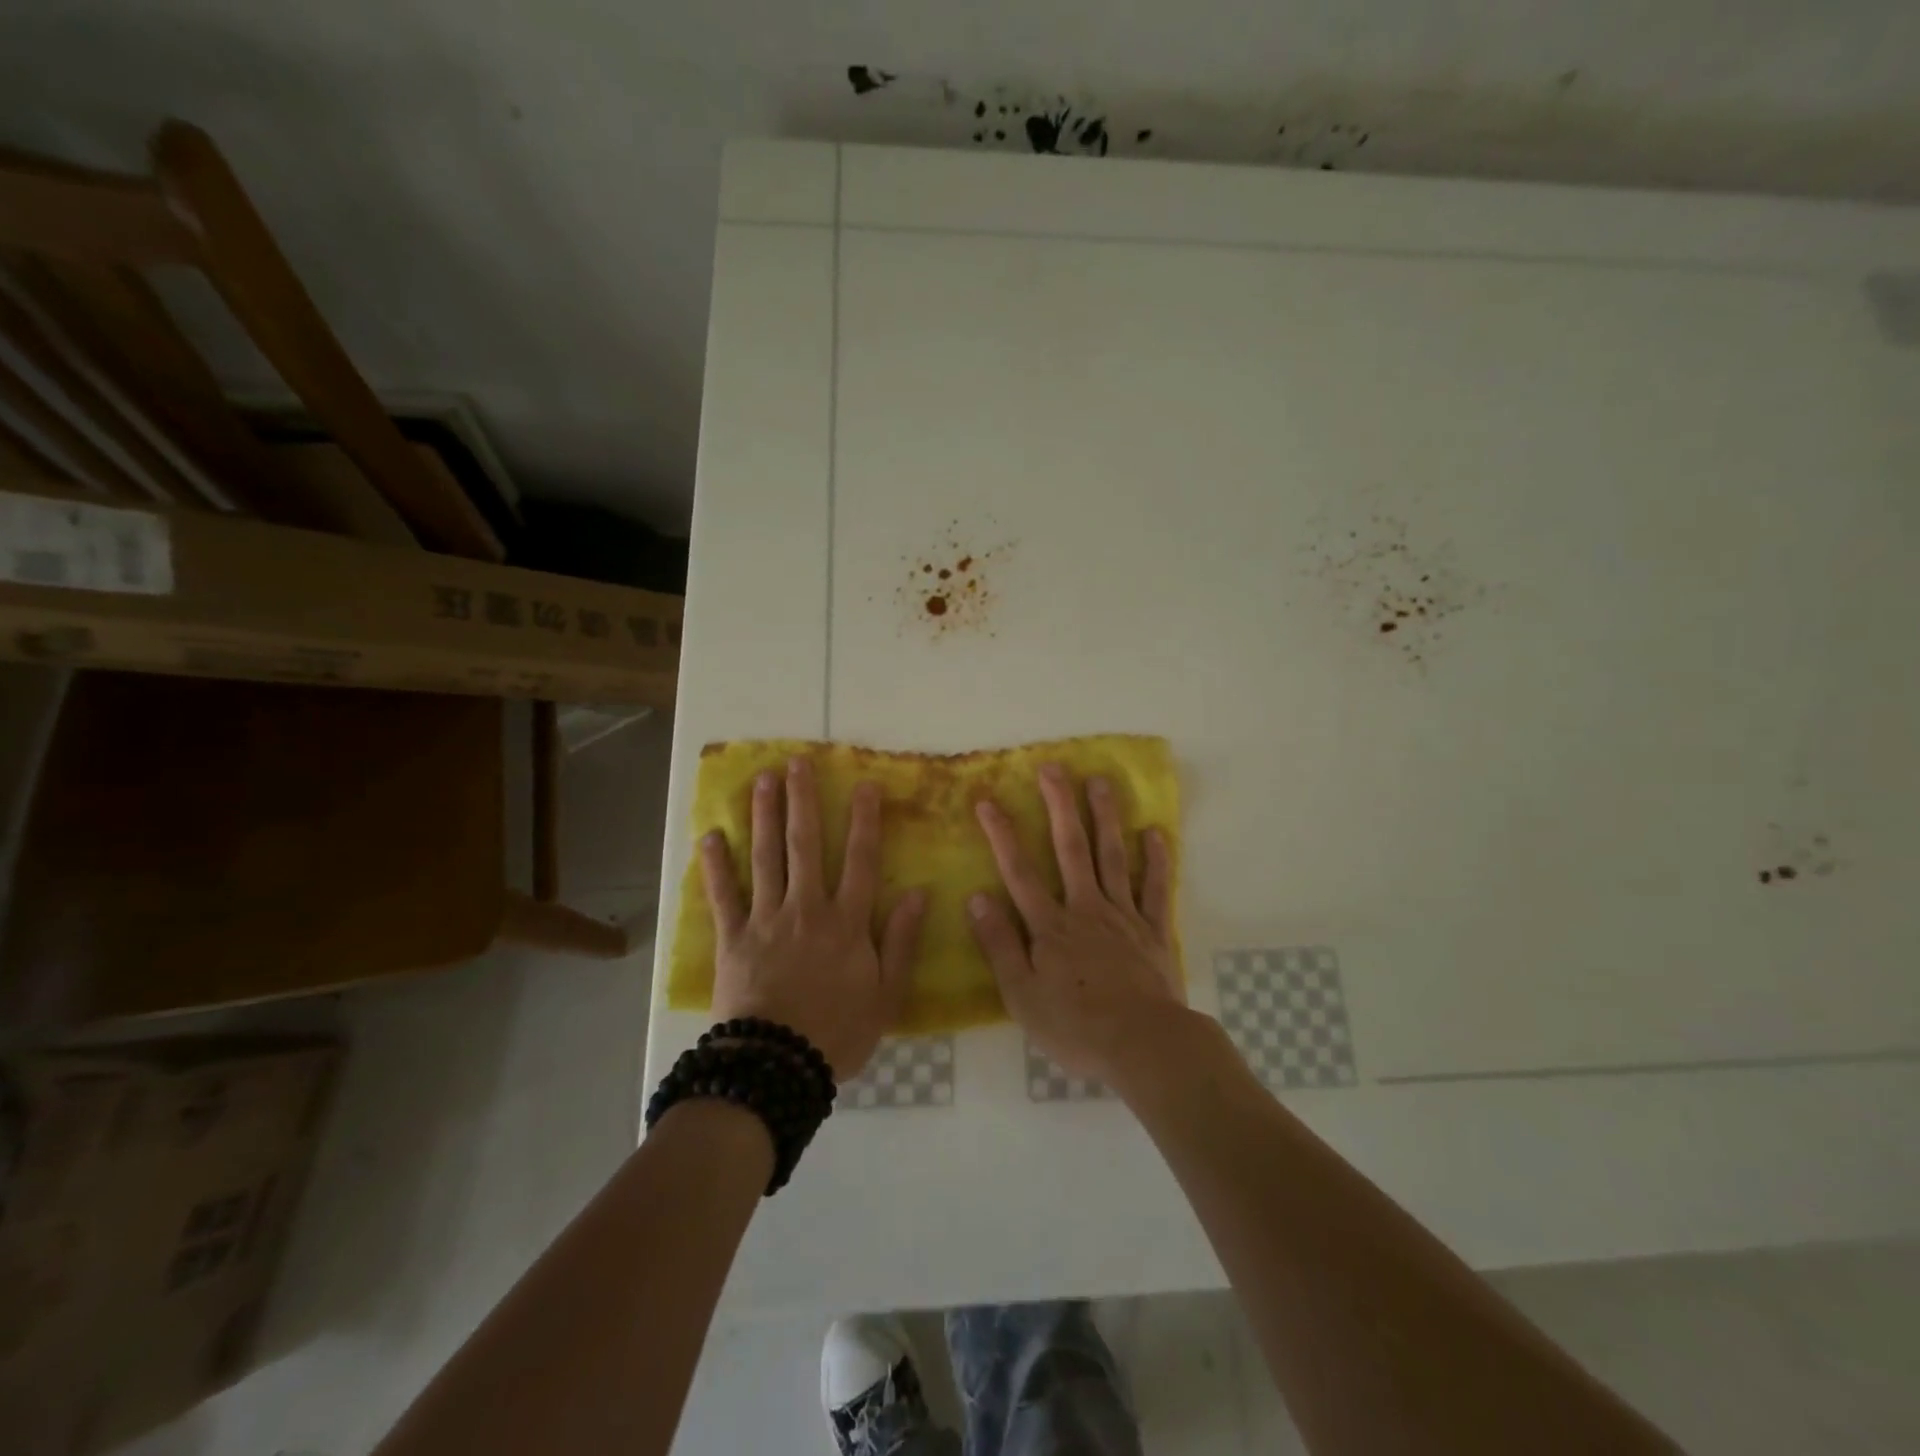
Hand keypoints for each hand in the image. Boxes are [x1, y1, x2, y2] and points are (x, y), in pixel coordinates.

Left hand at [700, 756, 927, 1080]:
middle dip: (803, 801)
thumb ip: (902, 942)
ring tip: (762, 780)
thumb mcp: (887, 995)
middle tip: (797, 763)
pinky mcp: (732, 938)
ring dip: (764, 816)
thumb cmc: (838, 1032)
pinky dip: (715, 866)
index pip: (860, 860)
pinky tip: (709, 836)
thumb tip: (918, 893)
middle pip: (805, 845)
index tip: (864, 784)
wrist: (777, 1067)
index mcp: (846, 922)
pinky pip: (722, 896)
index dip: (863, 820)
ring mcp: (766, 920)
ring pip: (765, 858)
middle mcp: (806, 909)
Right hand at [968, 762, 1181, 1081]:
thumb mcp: (1021, 995)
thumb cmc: (1076, 1026)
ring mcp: (1124, 916)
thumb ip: (1000, 945)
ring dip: (1106, 817)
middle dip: (1059, 806)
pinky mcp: (1155, 931)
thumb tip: (977, 897)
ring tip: (1101, 781)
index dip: (1001, 835)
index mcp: (1050, 926)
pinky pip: (1156, 890)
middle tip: (1053, 768)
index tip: (987, 800)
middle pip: (1071, 849)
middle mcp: (1086, 909)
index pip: (1019, 872)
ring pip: (1113, 857)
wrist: (1143, 1046)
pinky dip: (1156, 861)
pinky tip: (1155, 833)